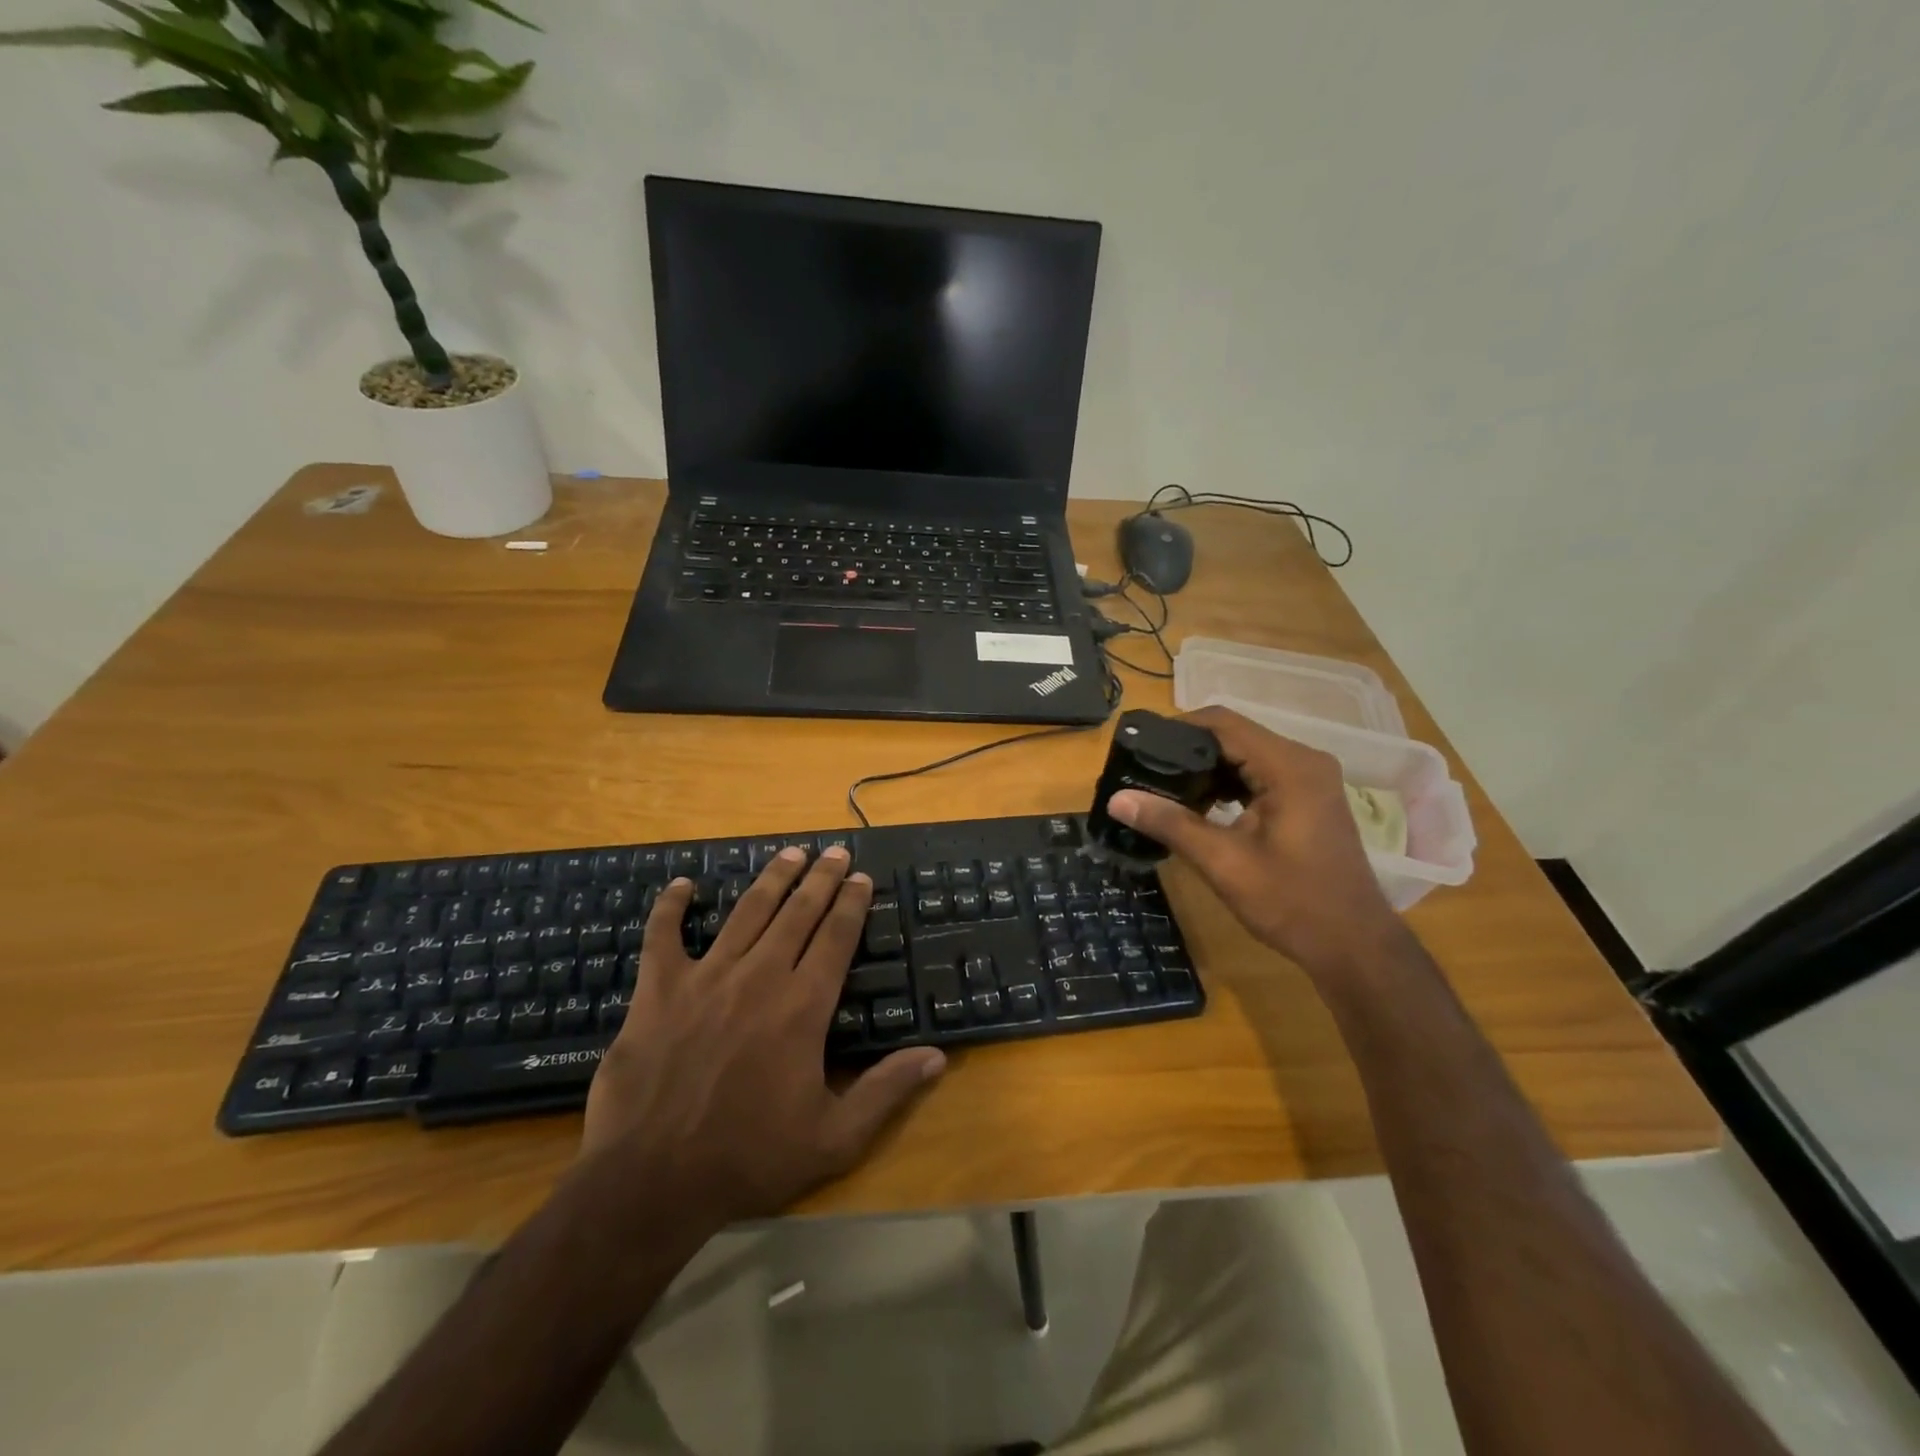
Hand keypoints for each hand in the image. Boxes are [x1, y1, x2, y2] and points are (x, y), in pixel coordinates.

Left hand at [580, 846, 945, 1226]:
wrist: (651, 1182)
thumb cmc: (748, 1158)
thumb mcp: (833, 1138)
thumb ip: (886, 1091)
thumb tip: (936, 1056)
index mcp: (802, 1007)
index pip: (836, 937)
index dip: (851, 903)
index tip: (860, 877)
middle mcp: (760, 977)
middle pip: (797, 913)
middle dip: (820, 877)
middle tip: (834, 850)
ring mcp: (706, 978)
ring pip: (747, 912)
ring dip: (771, 879)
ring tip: (789, 852)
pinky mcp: (658, 990)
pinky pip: (663, 936)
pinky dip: (671, 907)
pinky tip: (682, 883)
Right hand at [1107, 706, 1404, 976]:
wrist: (1353, 945)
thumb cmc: (1292, 903)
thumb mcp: (1224, 863)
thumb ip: (1171, 824)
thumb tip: (1117, 799)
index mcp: (1289, 766)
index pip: (1223, 723)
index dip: (1177, 728)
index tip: (1139, 747)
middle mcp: (1303, 760)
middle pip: (1234, 735)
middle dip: (1187, 750)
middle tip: (1144, 772)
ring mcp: (1309, 778)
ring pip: (1245, 754)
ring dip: (1206, 768)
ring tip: (1164, 789)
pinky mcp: (1308, 797)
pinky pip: (1259, 773)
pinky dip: (1228, 783)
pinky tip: (1200, 806)